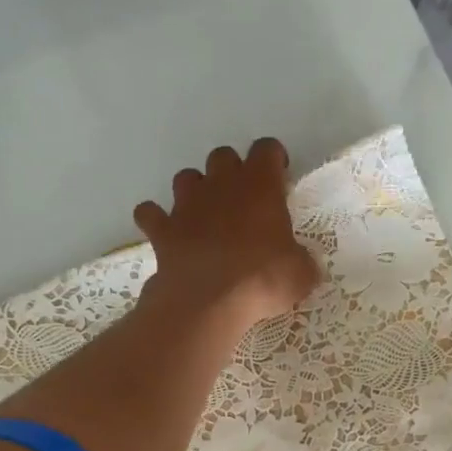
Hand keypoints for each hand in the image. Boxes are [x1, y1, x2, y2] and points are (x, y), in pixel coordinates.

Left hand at [133, 138, 320, 334]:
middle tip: (243, 201)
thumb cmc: (262, 279)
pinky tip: (165, 231)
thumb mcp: (301, 274)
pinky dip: (156, 218)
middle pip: (223, 157)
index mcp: (259, 185)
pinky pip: (150, 213)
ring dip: (195, 190)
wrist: (209, 301)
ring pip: (186, 177)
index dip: (273, 159)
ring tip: (206, 214)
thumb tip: (301, 264)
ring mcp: (186, 205)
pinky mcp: (162, 229)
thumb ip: (301, 260)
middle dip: (232, 172)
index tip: (279, 177)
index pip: (266, 149)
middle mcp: (221, 184)